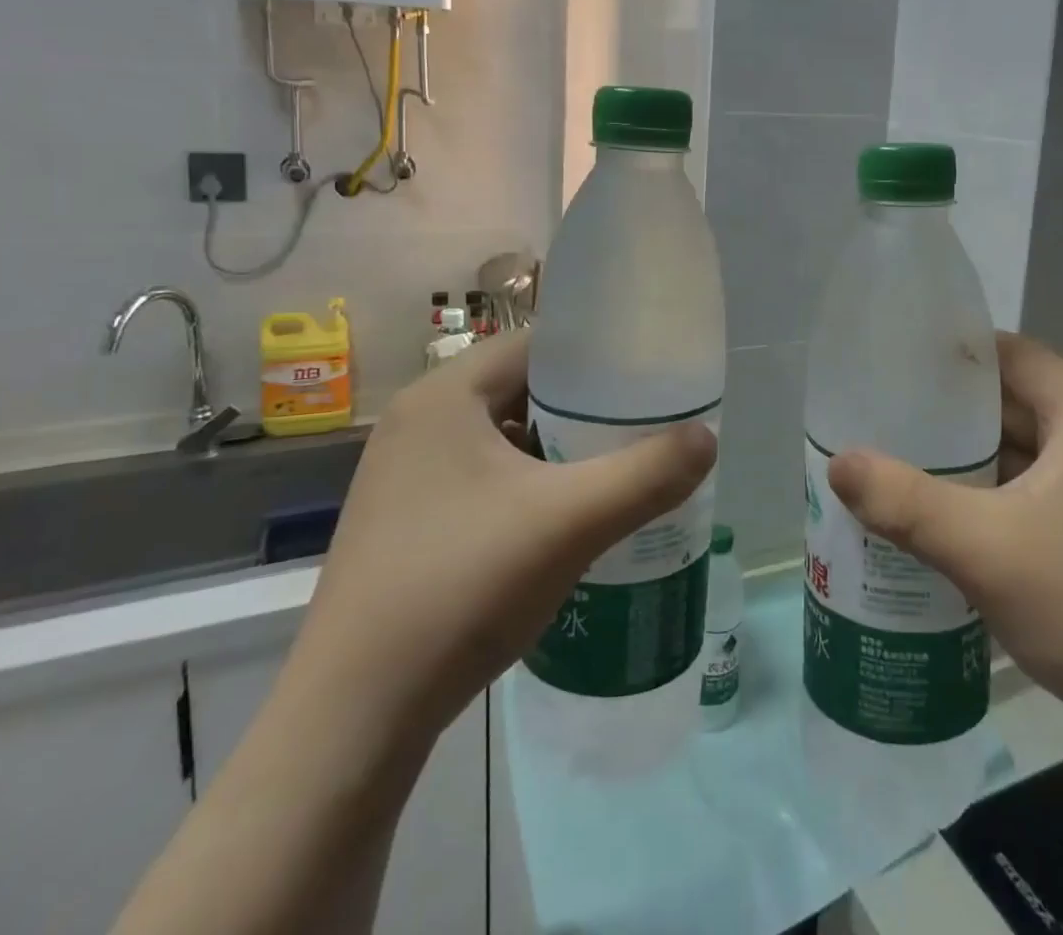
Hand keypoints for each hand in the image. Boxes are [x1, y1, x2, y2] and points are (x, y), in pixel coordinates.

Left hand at [288, 331, 716, 746]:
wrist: (354, 719)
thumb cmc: (461, 587)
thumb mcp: (570, 522)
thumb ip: (647, 474)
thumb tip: (708, 438)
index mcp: (444, 397)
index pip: (535, 344)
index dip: (595, 354)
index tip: (646, 376)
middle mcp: (418, 424)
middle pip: (522, 390)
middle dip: (583, 408)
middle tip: (642, 427)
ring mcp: (405, 477)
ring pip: (504, 439)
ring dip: (557, 451)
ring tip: (614, 471)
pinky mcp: (406, 523)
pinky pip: (483, 480)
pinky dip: (527, 488)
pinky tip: (564, 523)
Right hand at [826, 332, 1062, 749]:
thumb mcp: (985, 550)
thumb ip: (904, 502)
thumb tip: (838, 464)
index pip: (1012, 355)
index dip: (953, 353)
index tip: (896, 364)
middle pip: (1016, 402)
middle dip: (951, 412)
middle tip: (884, 418)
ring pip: (1026, 452)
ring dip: (970, 459)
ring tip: (901, 464)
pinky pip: (1039, 492)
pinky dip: (994, 496)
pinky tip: (948, 519)